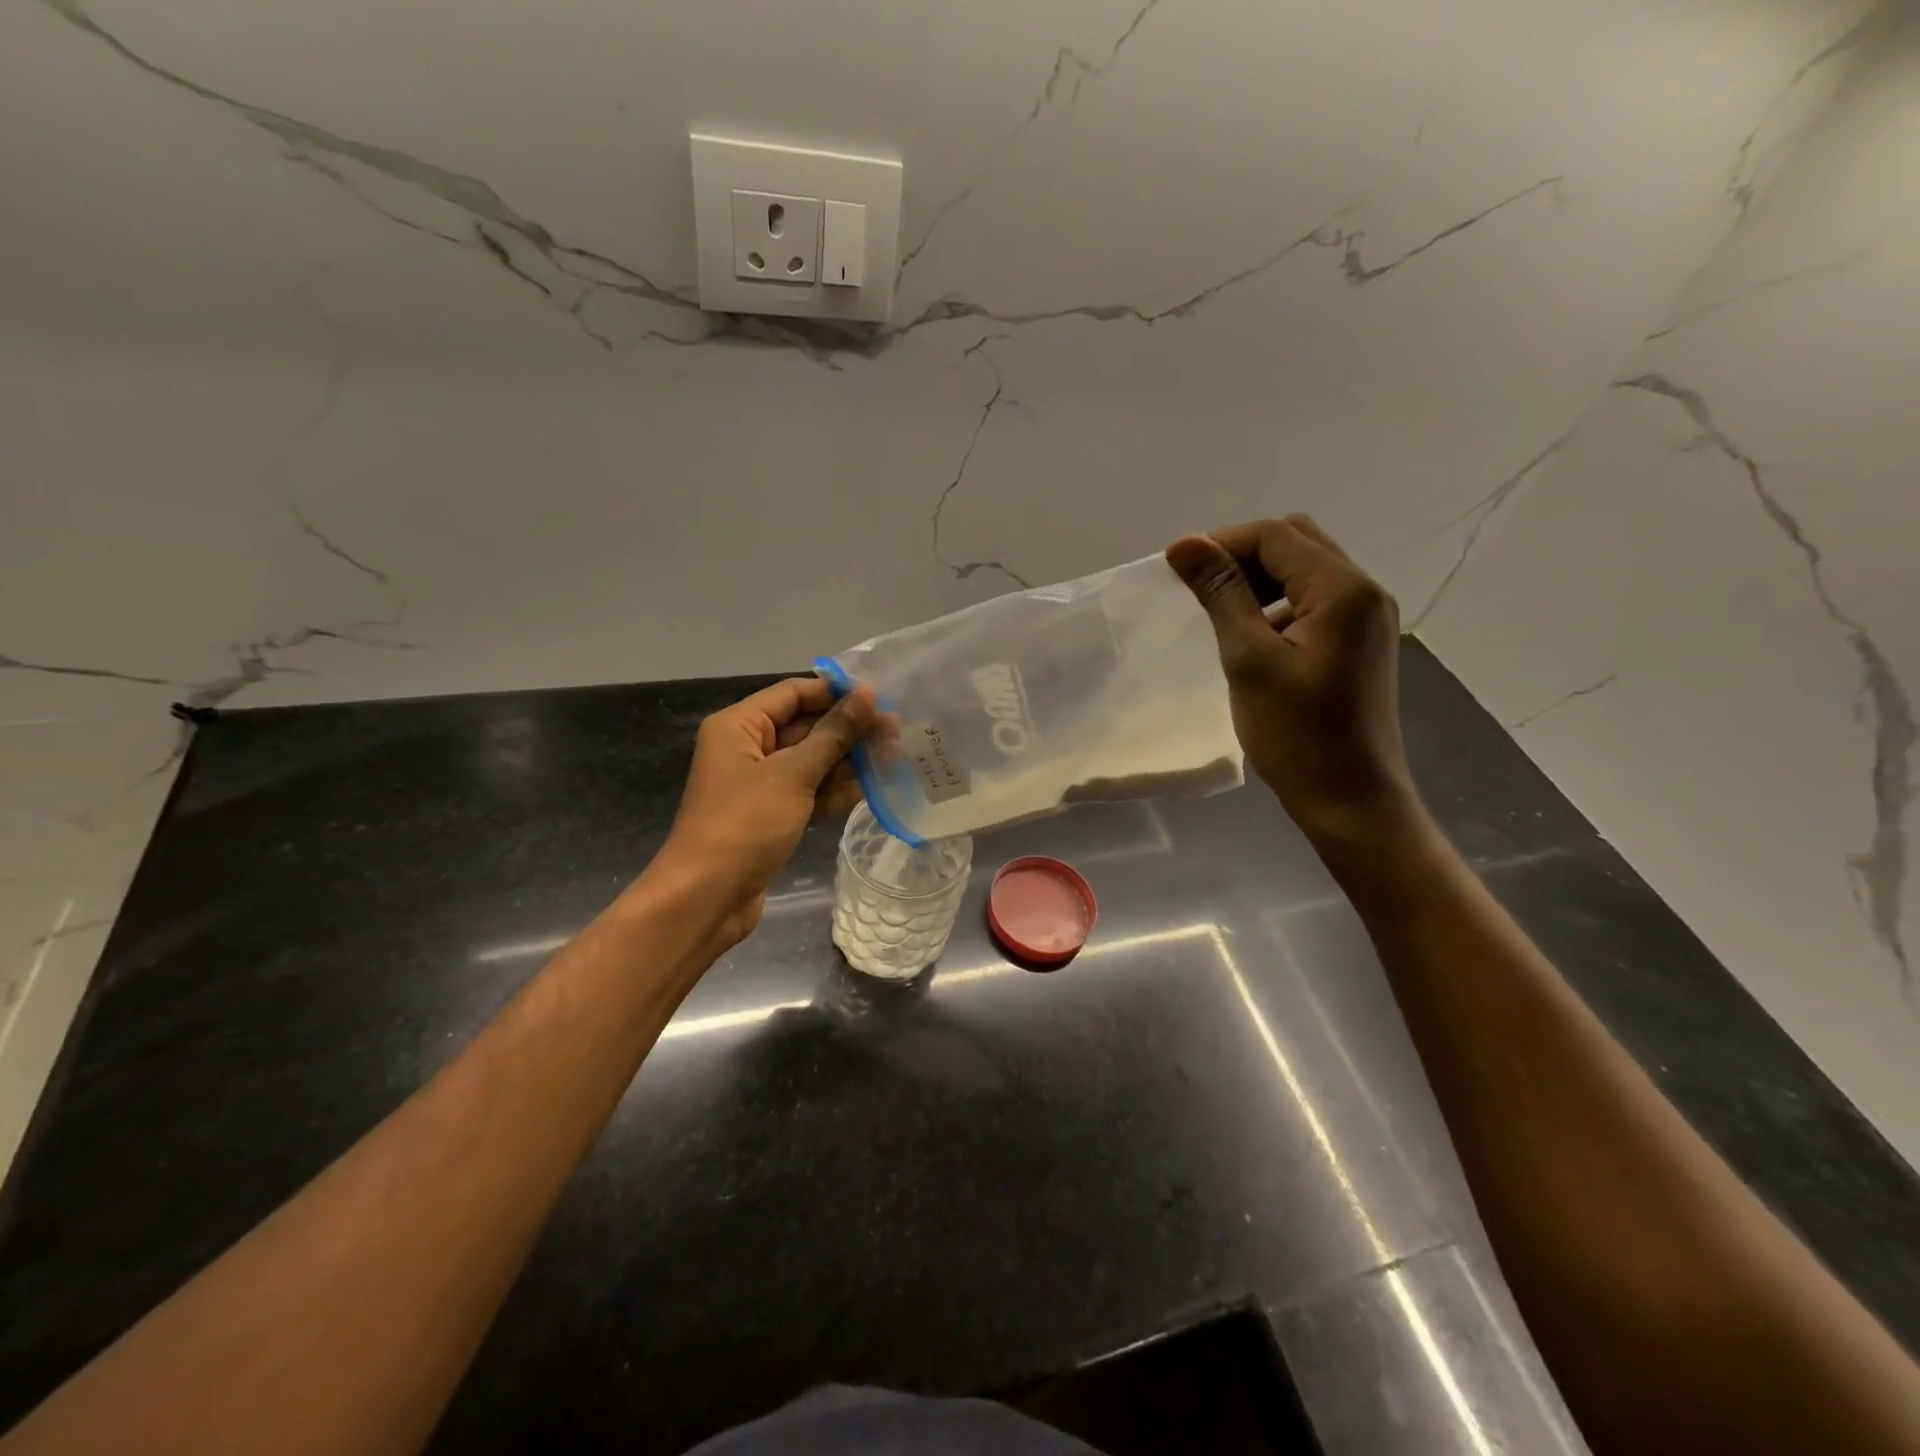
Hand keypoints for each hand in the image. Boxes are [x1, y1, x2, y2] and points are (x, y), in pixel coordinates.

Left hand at [655, 677, 877, 945]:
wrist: (707, 899)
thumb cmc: (745, 825)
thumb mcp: (793, 774)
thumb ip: (834, 734)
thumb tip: (866, 696)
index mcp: (739, 727)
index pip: (793, 694)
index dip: (835, 693)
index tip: (879, 698)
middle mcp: (748, 749)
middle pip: (805, 727)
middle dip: (848, 730)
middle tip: (896, 732)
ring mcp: (761, 785)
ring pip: (811, 762)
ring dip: (848, 762)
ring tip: (895, 758)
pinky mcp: (772, 816)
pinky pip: (809, 792)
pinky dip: (836, 791)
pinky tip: (873, 789)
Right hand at [1166, 516, 1423, 850]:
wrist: (1349, 800)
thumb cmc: (1296, 735)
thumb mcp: (1249, 659)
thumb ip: (1221, 594)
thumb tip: (1185, 544)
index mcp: (1343, 590)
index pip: (1277, 536)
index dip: (1223, 542)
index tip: (1178, 571)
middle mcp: (1364, 592)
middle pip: (1297, 543)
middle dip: (1242, 555)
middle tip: (1200, 589)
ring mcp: (1366, 618)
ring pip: (1306, 570)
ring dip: (1260, 578)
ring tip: (1219, 611)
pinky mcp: (1359, 642)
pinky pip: (1315, 601)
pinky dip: (1278, 603)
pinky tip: (1252, 635)